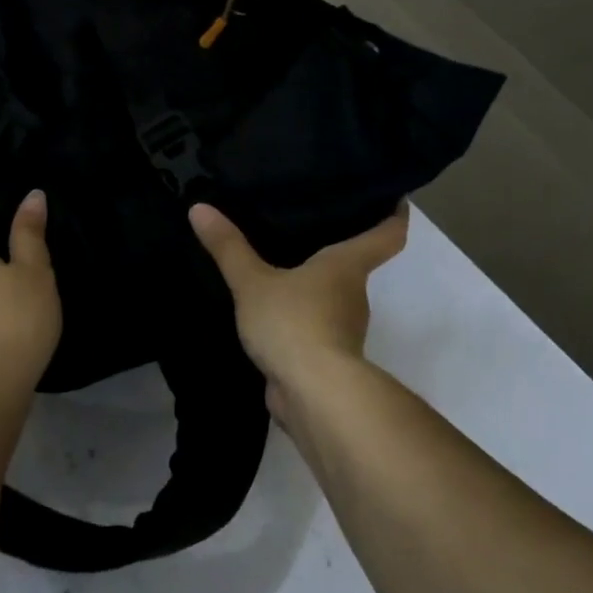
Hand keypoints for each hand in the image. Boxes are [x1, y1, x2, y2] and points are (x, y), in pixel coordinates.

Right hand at [188, 203, 408, 409]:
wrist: (313, 395)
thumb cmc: (294, 323)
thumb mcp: (253, 282)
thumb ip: (228, 248)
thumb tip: (199, 207)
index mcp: (348, 266)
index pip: (387, 234)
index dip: (393, 213)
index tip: (392, 197)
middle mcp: (353, 294)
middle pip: (354, 264)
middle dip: (335, 249)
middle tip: (305, 224)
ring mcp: (343, 330)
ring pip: (331, 298)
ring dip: (312, 287)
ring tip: (279, 265)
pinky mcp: (326, 358)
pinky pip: (312, 328)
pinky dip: (298, 319)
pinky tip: (270, 312)